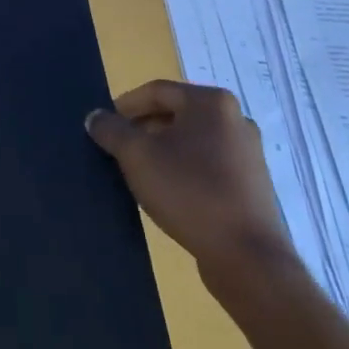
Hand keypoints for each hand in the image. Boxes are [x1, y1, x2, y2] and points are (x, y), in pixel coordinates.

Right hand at [86, 80, 297, 291]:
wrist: (247, 256)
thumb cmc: (188, 191)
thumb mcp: (136, 155)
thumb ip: (110, 129)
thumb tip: (96, 117)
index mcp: (211, 103)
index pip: (156, 91)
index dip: (124, 106)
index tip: (104, 127)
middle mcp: (235, 119)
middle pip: (175, 114)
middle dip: (142, 128)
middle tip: (117, 149)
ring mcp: (248, 152)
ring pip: (191, 140)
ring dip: (161, 149)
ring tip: (138, 171)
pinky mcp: (252, 183)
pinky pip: (207, 163)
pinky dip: (183, 168)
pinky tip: (167, 190)